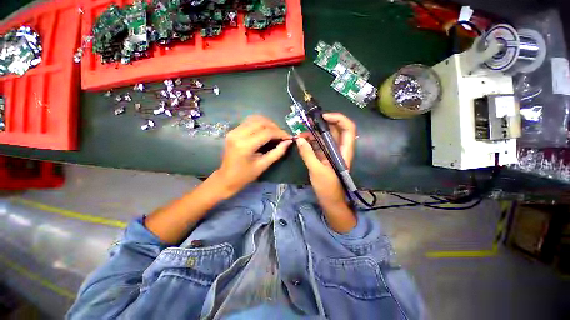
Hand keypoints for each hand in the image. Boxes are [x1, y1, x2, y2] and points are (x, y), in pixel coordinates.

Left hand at [213, 115, 291, 197]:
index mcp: (245, 145)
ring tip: (275, 132)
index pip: (267, 132)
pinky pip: (249, 121)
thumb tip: (289, 142)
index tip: (289, 137)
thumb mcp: (263, 165)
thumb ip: (277, 152)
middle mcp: (238, 134)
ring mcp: (234, 131)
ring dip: (268, 123)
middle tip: (282, 135)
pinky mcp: (233, 131)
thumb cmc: (246, 175)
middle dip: (275, 127)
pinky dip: (260, 123)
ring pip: (255, 118)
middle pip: (261, 122)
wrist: (226, 178)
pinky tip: (265, 130)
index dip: (280, 133)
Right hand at [296, 113, 356, 232]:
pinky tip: (302, 142)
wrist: (330, 201)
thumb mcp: (317, 170)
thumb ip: (308, 154)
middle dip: (321, 124)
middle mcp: (339, 149)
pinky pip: (318, 145)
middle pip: (334, 130)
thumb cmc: (328, 188)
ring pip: (324, 137)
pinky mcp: (323, 157)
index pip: (348, 128)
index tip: (323, 117)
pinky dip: (310, 142)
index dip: (338, 119)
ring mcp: (331, 153)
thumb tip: (299, 140)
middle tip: (307, 123)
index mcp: (344, 151)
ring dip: (313, 134)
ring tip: (300, 135)